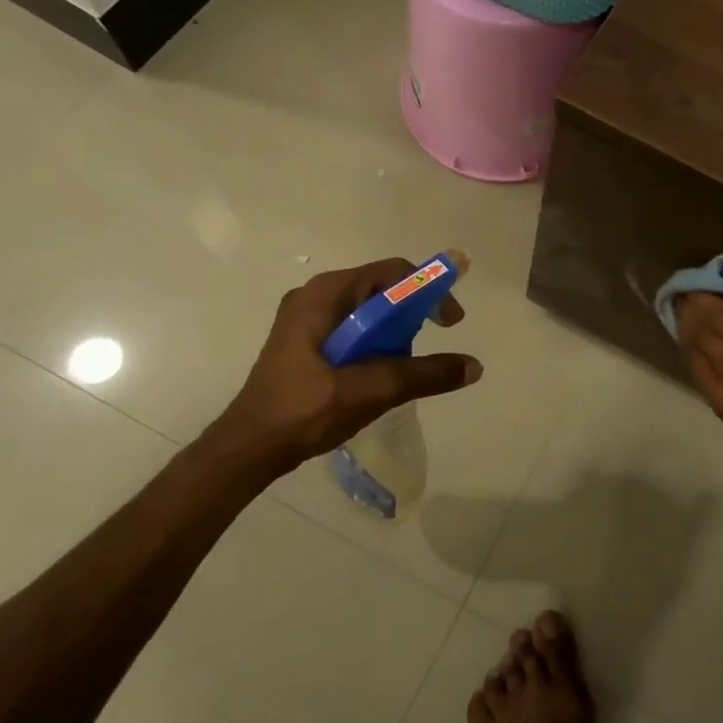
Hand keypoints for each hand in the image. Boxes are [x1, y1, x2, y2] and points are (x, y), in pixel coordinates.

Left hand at [203, 258, 481, 479]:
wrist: (248, 450)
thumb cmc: (305, 411)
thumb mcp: (371, 390)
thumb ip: (424, 374)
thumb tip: (474, 366)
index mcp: (325, 294)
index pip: (392, 273)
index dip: (429, 290)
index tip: (451, 322)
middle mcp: (315, 296)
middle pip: (381, 289)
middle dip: (413, 313)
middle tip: (432, 342)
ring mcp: (305, 318)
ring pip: (368, 311)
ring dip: (394, 332)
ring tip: (404, 365)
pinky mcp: (304, 341)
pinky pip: (353, 328)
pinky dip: (375, 342)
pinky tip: (380, 372)